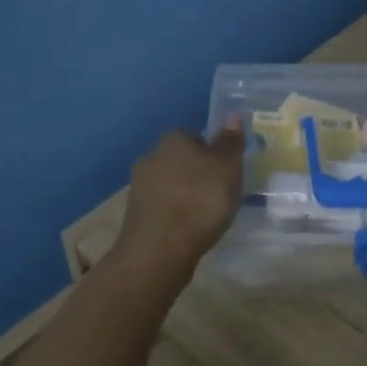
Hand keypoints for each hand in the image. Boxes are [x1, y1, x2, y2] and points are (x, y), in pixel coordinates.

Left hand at [116, 124, 244, 270]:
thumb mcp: (227, 167)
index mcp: (173, 139)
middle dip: (197, 174)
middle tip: (218, 195)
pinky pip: (162, 208)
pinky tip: (187, 231)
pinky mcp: (135, 215)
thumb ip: (230, 142)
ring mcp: (139, 186)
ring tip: (205, 217)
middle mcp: (151, 156)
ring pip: (170, 184)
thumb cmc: (200, 200)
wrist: (159, 249)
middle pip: (181, 160)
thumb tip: (231, 115)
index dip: (213, 154)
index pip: (196, 137)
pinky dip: (174, 215)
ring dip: (184, 196)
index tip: (226, 174)